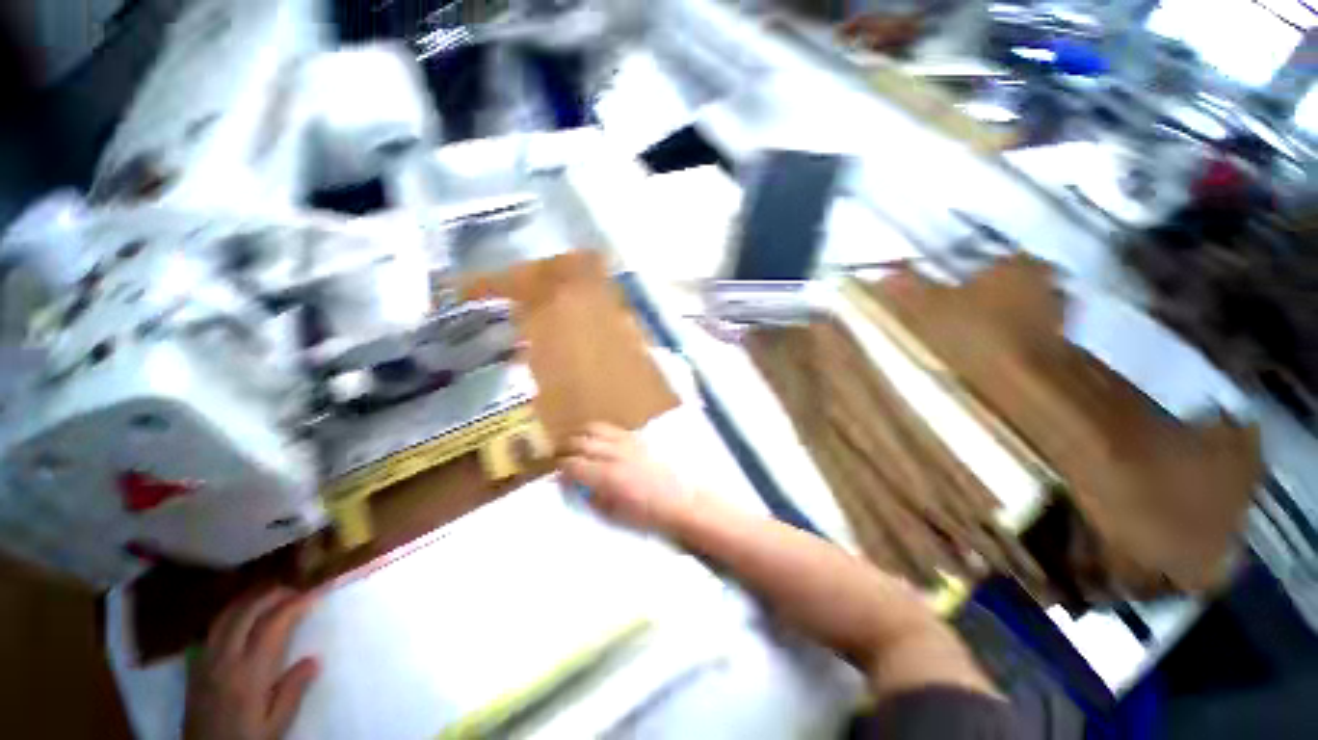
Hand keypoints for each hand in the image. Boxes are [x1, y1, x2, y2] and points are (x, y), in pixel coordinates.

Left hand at [184, 587, 320, 739]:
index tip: (314, 593)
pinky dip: (230, 613)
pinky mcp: (195, 665)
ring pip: (225, 615)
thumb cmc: (246, 739)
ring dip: (249, 598)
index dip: (294, 604)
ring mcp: (206, 660)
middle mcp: (225, 659)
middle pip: (246, 612)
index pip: (272, 625)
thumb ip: (292, 691)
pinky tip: (240, 614)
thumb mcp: (275, 724)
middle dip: (272, 594)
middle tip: (295, 589)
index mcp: (249, 673)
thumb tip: (314, 659)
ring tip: (270, 593)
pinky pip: (212, 628)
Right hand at [561, 423, 693, 531]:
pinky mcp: (637, 437)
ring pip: (594, 428)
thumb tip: (572, 485)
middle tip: (557, 456)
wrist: (681, 500)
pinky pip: (610, 427)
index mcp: (607, 477)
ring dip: (578, 434)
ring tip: (572, 443)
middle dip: (564, 448)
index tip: (554, 472)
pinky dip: (596, 430)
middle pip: (580, 442)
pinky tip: (594, 438)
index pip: (573, 464)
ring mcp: (626, 442)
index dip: (560, 467)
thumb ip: (589, 497)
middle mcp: (614, 454)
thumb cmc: (647, 515)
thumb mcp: (613, 515)